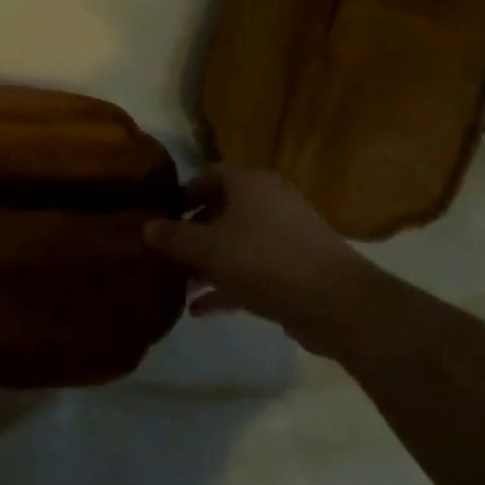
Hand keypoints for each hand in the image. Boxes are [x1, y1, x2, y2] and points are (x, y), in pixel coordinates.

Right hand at [144, 165, 379, 356]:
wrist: (338, 304)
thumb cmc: (264, 261)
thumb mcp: (207, 249)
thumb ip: (173, 237)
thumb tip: (146, 228)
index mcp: (250, 184)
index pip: (209, 175)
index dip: (183, 193)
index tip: (161, 216)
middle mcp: (270, 202)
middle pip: (223, 211)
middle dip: (193, 234)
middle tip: (167, 254)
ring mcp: (288, 237)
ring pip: (237, 244)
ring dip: (208, 264)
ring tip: (179, 286)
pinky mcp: (298, 270)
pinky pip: (254, 271)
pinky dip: (229, 285)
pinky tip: (201, 309)